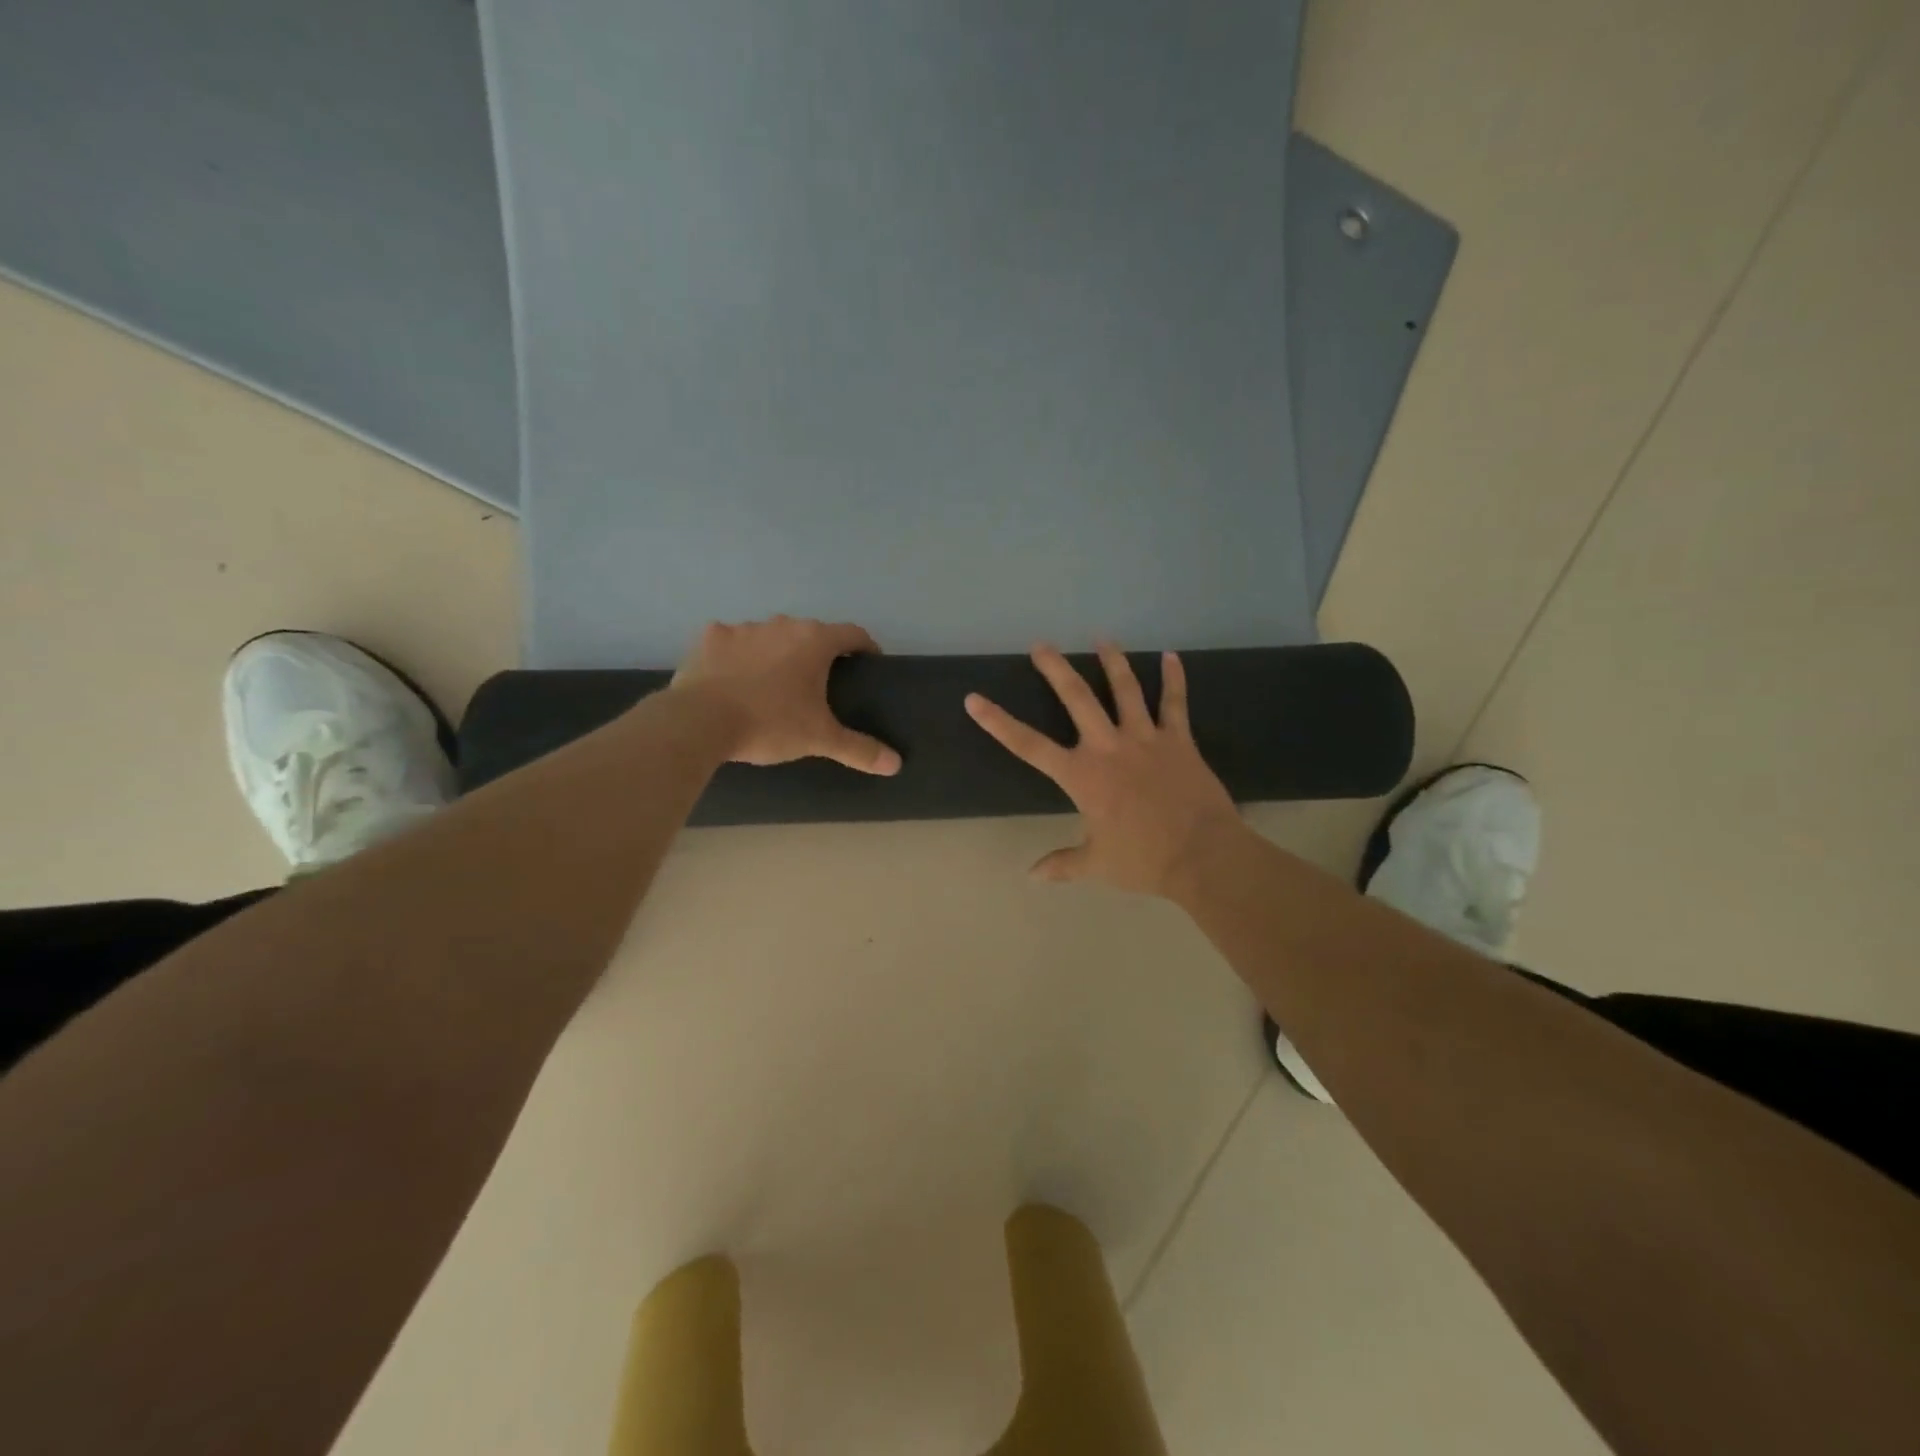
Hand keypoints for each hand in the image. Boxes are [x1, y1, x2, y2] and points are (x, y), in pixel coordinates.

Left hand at [672, 616, 901, 774]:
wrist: (700, 722)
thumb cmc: (770, 724)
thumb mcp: (819, 739)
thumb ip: (859, 749)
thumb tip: (896, 764)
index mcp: (814, 641)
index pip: (852, 633)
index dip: (865, 647)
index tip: (867, 664)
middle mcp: (782, 625)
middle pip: (810, 633)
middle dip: (817, 653)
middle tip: (818, 683)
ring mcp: (743, 628)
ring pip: (770, 636)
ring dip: (776, 652)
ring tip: (773, 683)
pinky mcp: (710, 638)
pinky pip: (732, 642)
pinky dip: (738, 656)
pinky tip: (734, 679)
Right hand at [966, 643, 1242, 895]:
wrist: (1202, 855)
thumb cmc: (1144, 859)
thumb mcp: (1097, 864)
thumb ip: (1063, 864)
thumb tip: (1032, 876)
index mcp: (1082, 776)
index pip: (1028, 745)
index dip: (998, 722)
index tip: (974, 699)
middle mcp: (1108, 747)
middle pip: (1077, 698)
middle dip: (1056, 669)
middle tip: (1041, 645)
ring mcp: (1145, 738)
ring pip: (1125, 689)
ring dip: (1112, 661)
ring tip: (1102, 637)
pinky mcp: (1178, 740)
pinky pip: (1174, 703)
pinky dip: (1173, 678)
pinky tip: (1171, 656)